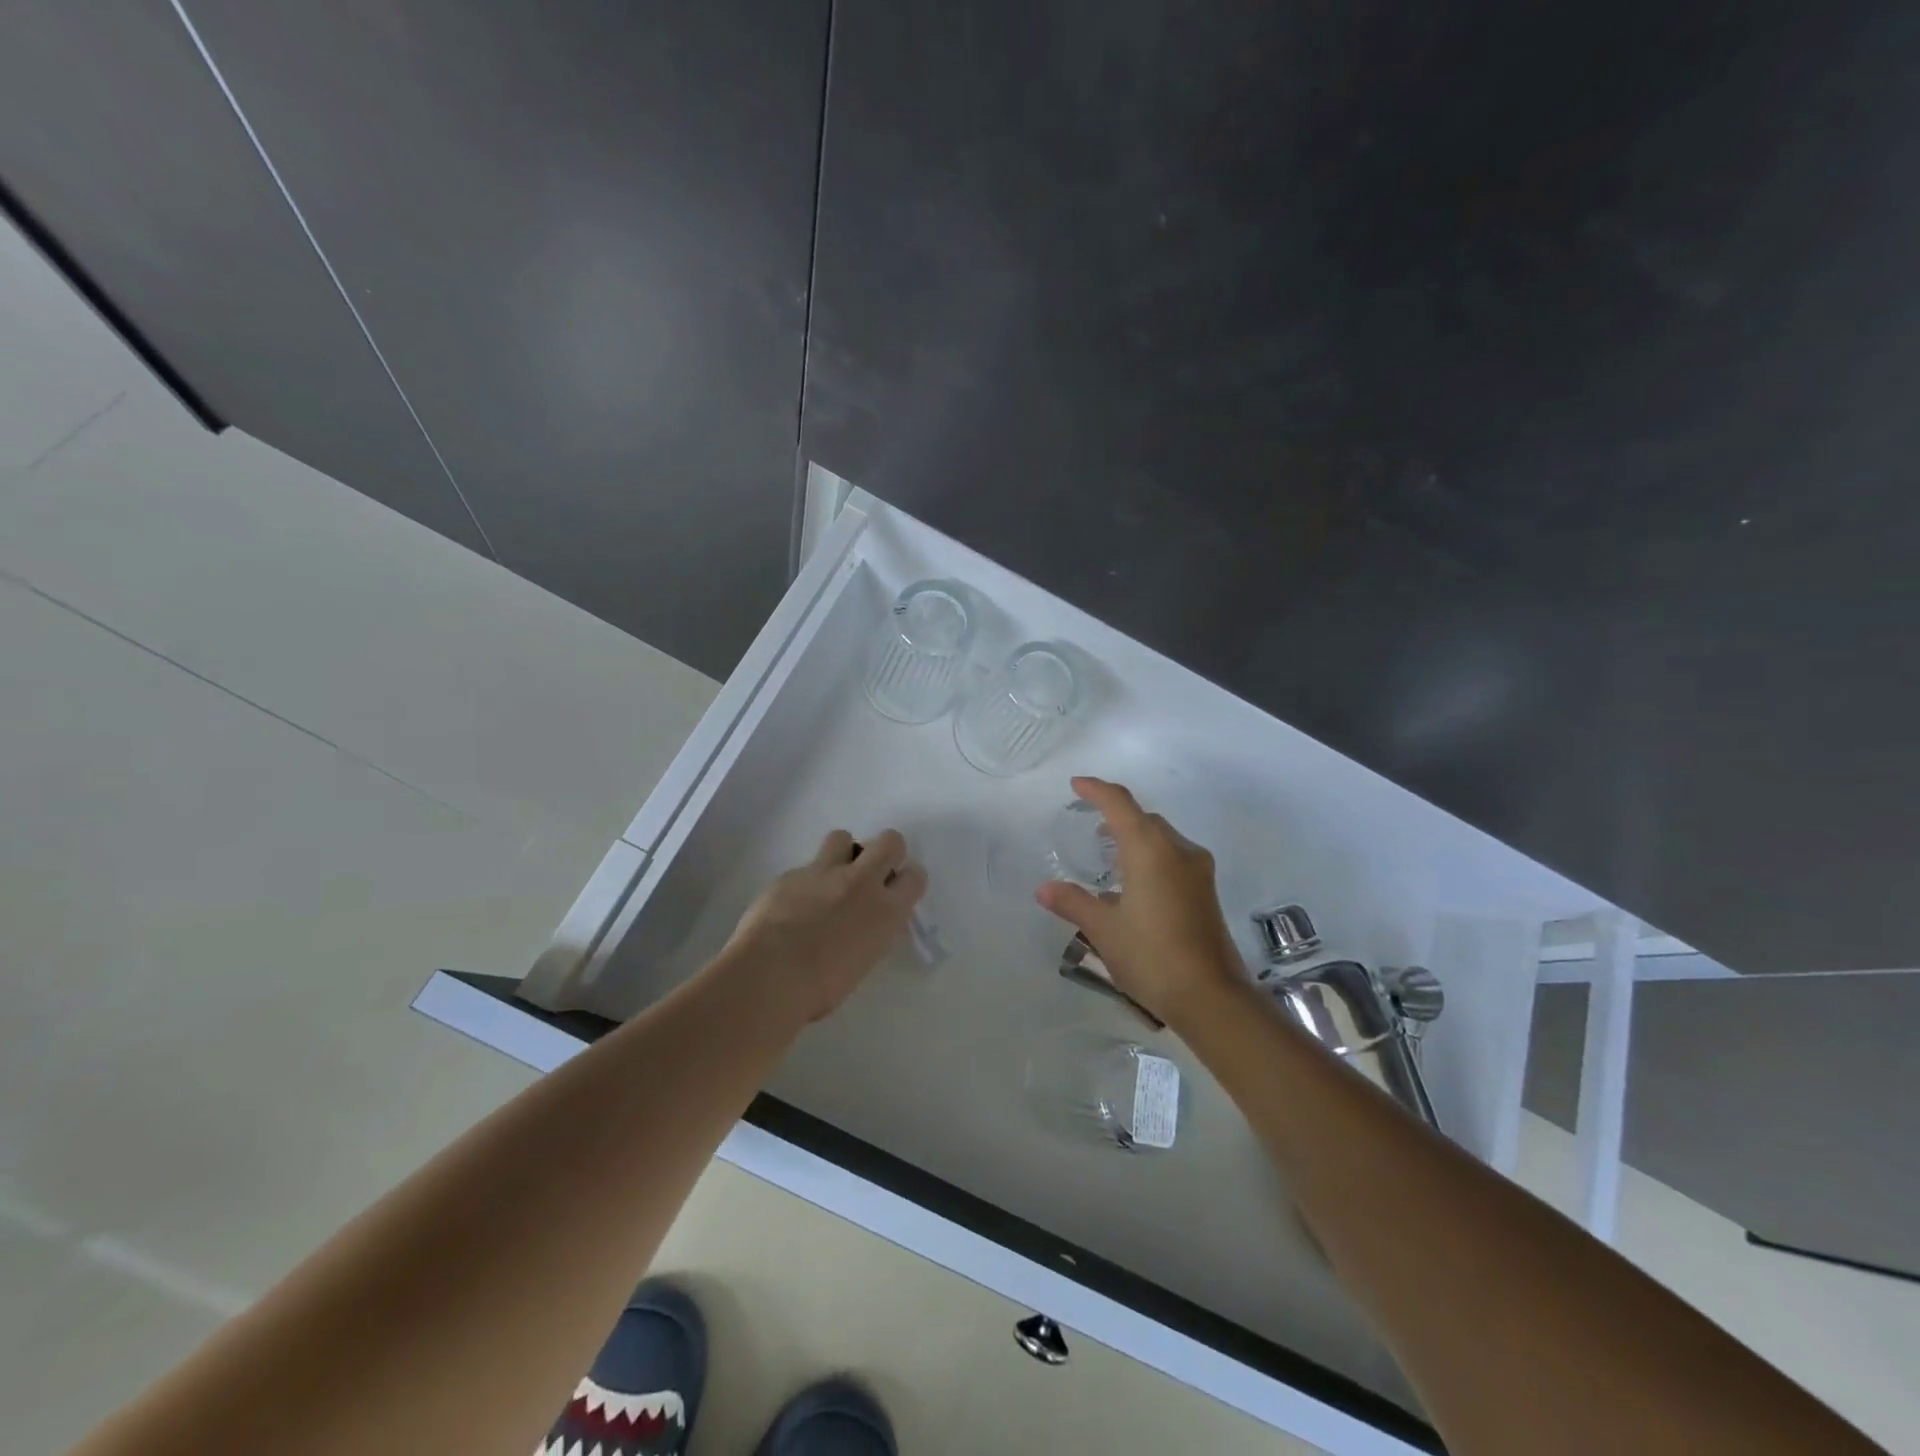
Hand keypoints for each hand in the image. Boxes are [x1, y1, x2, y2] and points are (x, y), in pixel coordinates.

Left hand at [722, 828, 927, 1022]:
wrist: (768, 976)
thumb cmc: (819, 989)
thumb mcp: (862, 963)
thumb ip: (870, 934)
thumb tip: (864, 926)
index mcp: (886, 911)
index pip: (915, 876)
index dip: (907, 880)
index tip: (897, 892)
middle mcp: (861, 882)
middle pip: (890, 841)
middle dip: (885, 852)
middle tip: (871, 875)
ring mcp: (823, 872)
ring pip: (843, 837)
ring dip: (841, 854)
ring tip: (829, 881)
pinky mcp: (790, 874)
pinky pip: (804, 867)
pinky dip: (804, 882)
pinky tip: (791, 905)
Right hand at [1036, 777, 1244, 1023]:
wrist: (1211, 996)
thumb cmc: (1151, 955)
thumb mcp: (1104, 929)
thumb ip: (1073, 902)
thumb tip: (1044, 888)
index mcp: (1151, 849)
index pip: (1120, 804)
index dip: (1097, 790)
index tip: (1076, 785)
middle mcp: (1178, 850)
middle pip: (1145, 818)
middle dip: (1117, 814)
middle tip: (1089, 822)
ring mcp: (1198, 871)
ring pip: (1162, 838)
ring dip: (1135, 836)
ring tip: (1108, 854)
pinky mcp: (1206, 891)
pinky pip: (1173, 857)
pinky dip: (1150, 856)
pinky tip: (1133, 883)